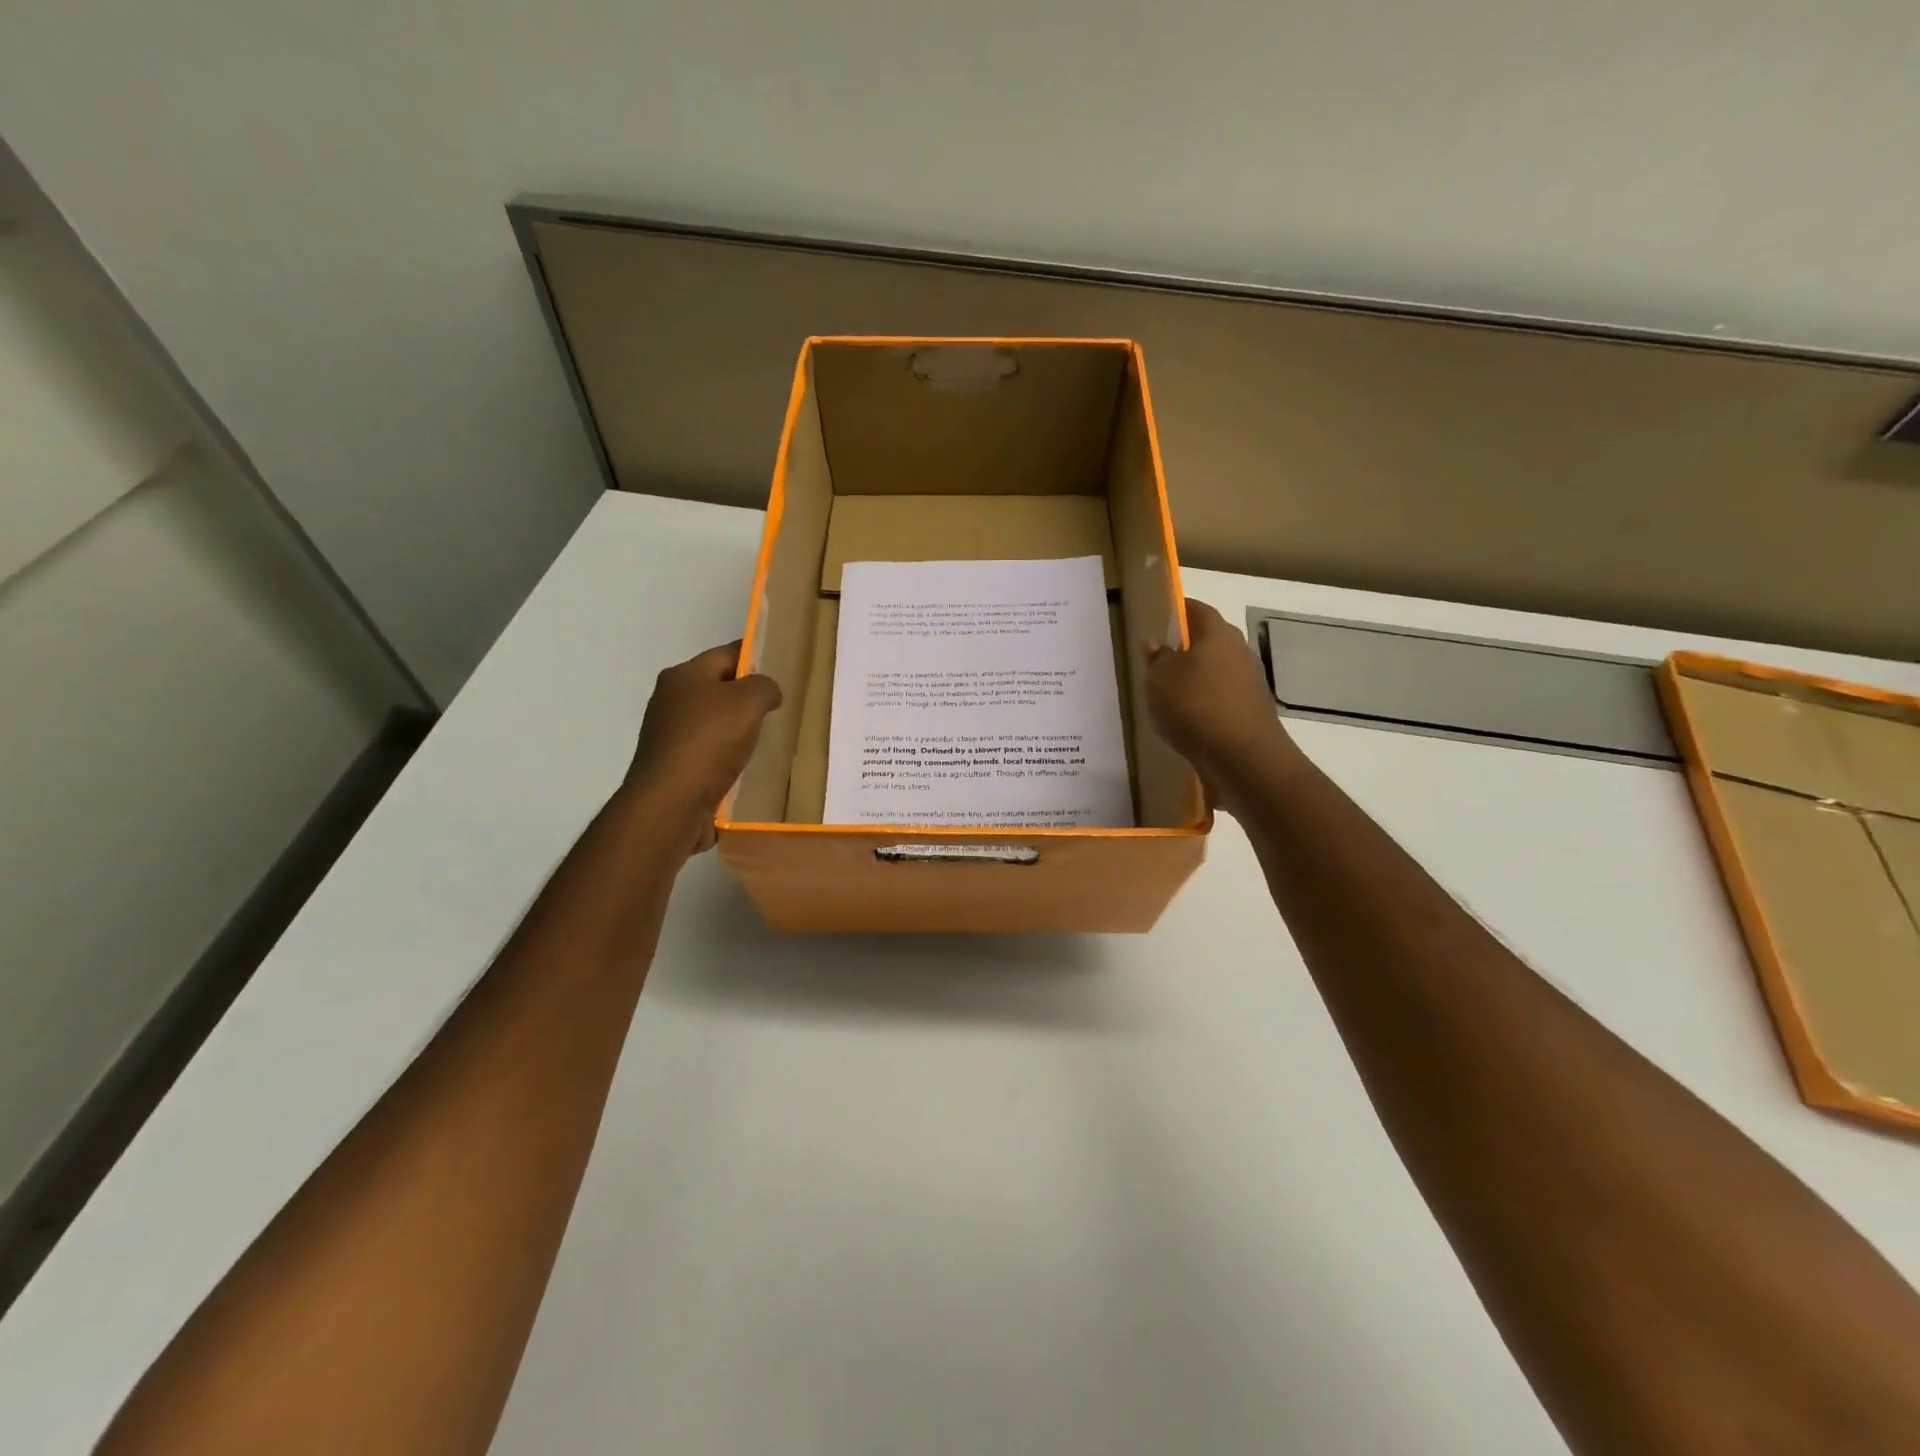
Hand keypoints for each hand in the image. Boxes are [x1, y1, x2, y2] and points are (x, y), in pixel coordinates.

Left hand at [626, 641, 781, 848]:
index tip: (783, 668)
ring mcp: (668, 734)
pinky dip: (727, 754)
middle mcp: (670, 699)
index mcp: (683, 675)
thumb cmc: (709, 742)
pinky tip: (744, 765)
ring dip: (738, 728)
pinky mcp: (673, 764)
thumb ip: (764, 686)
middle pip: (718, 687)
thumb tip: (767, 692)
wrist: (671, 803)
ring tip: (767, 738)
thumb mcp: (748, 702)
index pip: (726, 654)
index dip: (756, 657)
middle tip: (779, 706)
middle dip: (748, 696)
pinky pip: (708, 750)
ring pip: (714, 721)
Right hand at [1145, 600, 1297, 813]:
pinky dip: (1205, 706)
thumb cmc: (1195, 707)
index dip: (1177, 610)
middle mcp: (1239, 652)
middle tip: (1158, 662)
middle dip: (1185, 649)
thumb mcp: (1159, 680)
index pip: (1197, 610)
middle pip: (1209, 642)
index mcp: (1217, 634)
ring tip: (1168, 697)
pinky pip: (1222, 701)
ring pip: (1216, 673)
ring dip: (1196, 681)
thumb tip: (1156, 645)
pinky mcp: (1252, 713)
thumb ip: (1156, 660)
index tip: (1159, 618)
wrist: (1243, 759)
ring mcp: (1250, 684)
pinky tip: (1188, 722)